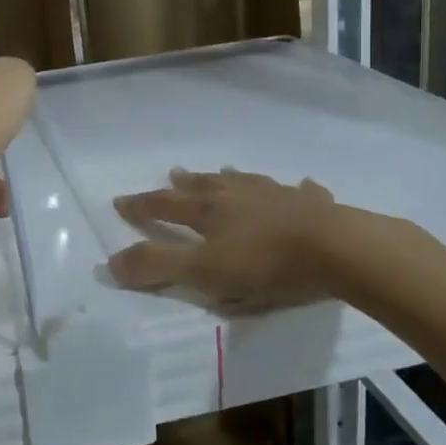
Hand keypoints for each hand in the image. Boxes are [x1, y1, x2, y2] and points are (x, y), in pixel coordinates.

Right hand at [108, 168, 342, 311]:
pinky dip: (296, 188)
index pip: (165, 206)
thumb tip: (110, 262)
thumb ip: (158, 266)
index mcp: (209, 211)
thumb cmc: (264, 263)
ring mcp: (276, 196)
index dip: (141, 206)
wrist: (335, 249)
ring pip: (246, 182)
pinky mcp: (311, 205)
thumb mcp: (204, 272)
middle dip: (184, 184)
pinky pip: (301, 191)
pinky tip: (301, 185)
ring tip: (224, 172)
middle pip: (204, 186)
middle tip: (171, 175)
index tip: (120, 201)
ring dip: (230, 178)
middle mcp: (238, 195)